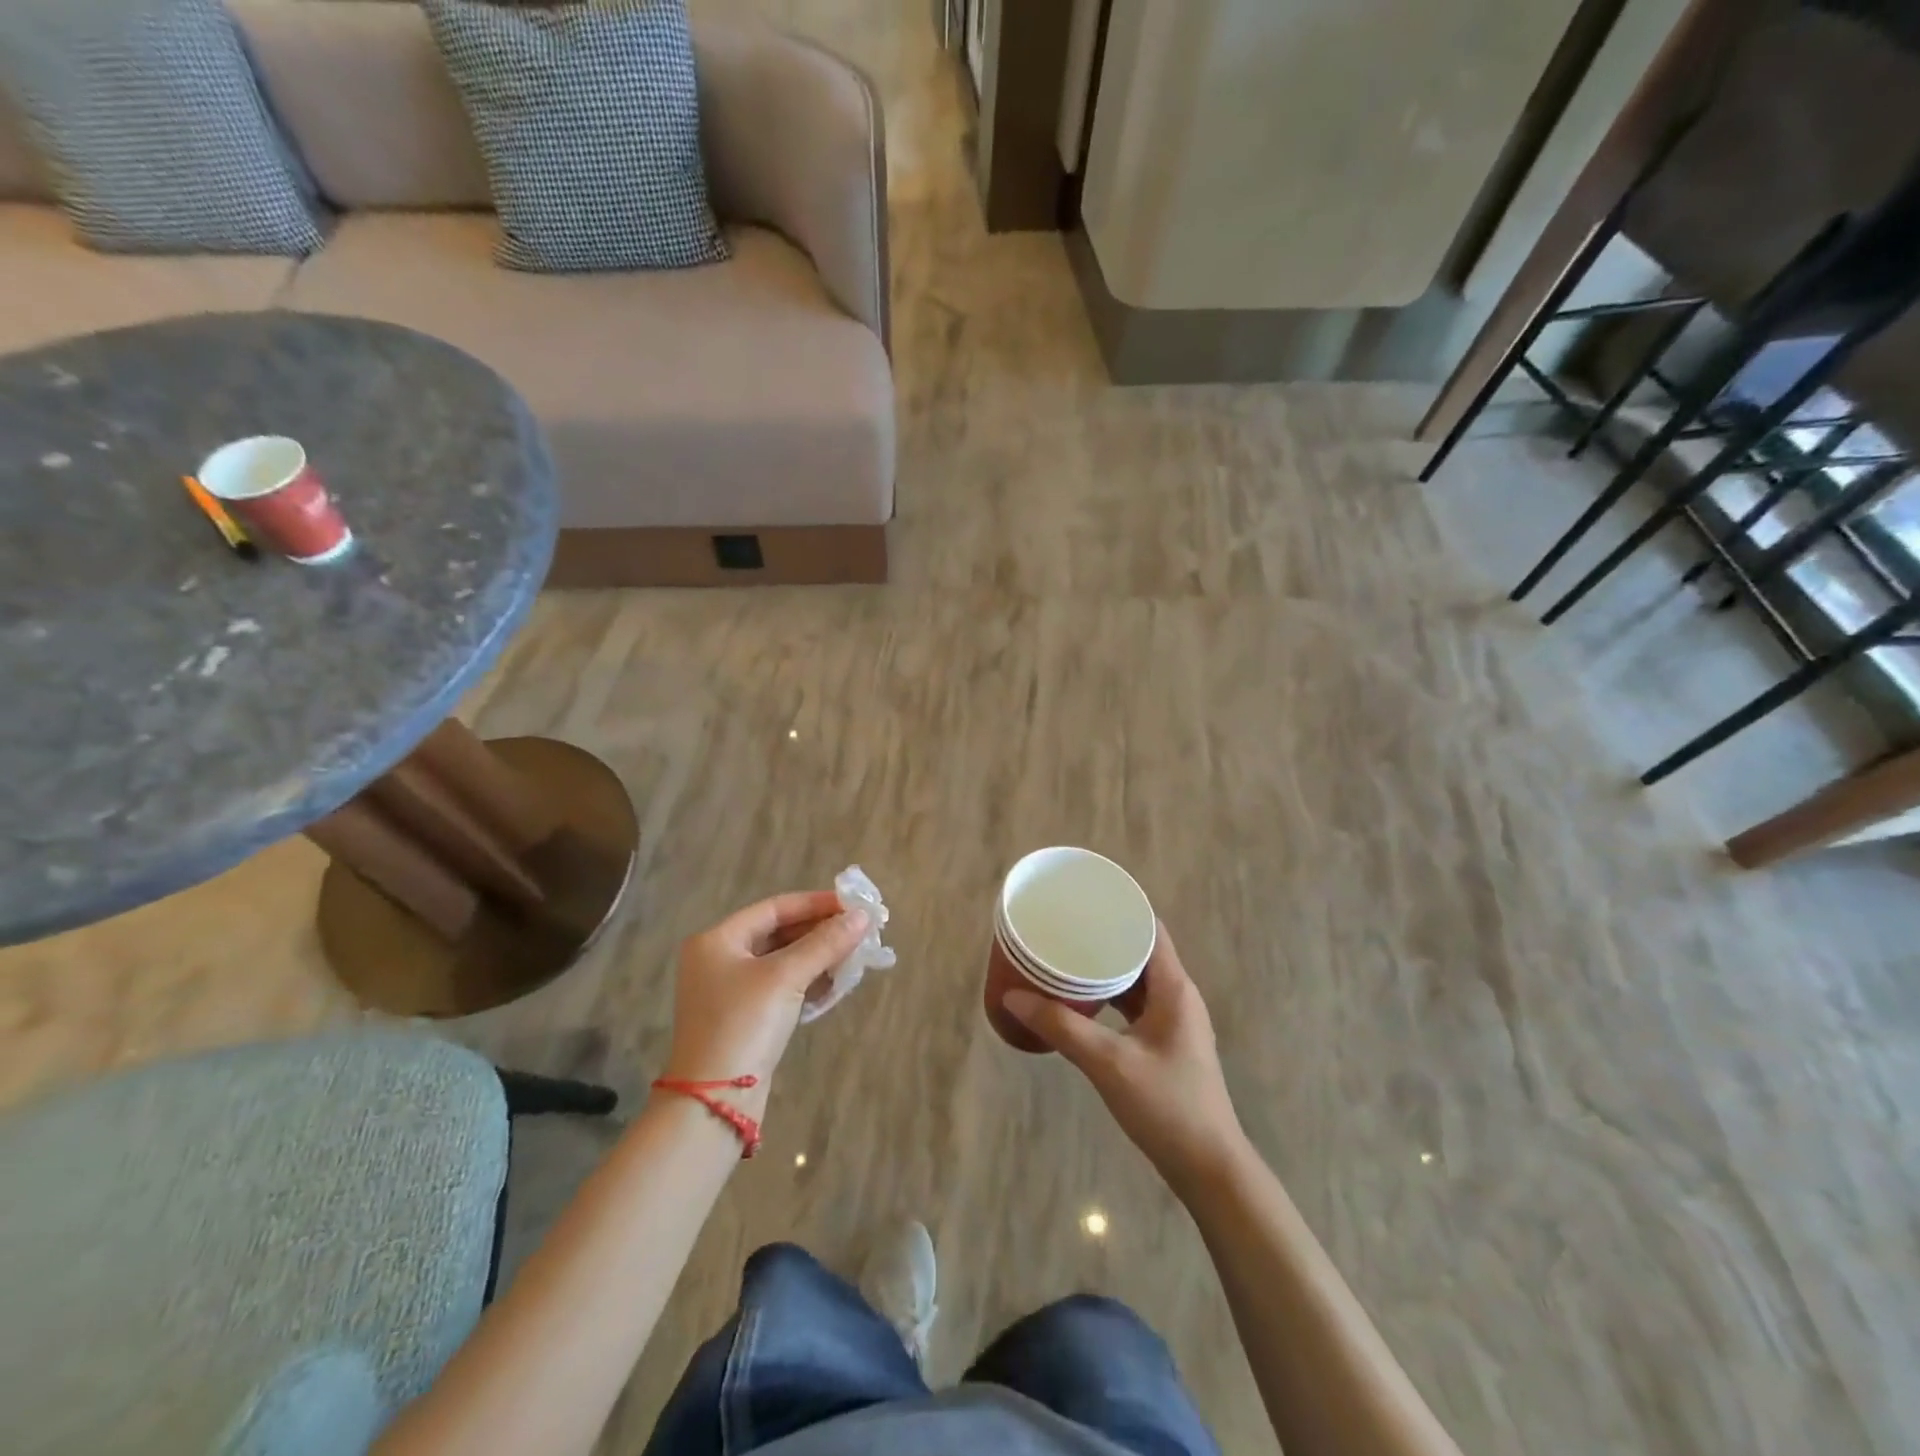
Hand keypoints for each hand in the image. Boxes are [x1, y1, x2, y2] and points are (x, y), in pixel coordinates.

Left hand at [663, 891, 868, 1117]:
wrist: (715, 1102)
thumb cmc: (743, 1025)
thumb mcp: (785, 977)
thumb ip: (825, 943)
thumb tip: (862, 916)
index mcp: (717, 940)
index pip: (775, 908)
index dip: (816, 903)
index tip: (853, 905)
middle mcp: (720, 959)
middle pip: (779, 933)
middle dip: (821, 932)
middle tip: (860, 931)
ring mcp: (731, 991)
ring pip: (784, 961)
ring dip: (819, 957)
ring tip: (856, 955)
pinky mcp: (745, 1018)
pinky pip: (782, 987)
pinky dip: (808, 981)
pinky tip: (836, 983)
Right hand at [1003, 923, 1246, 1196]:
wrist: (1209, 1168)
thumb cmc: (1166, 1106)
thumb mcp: (1108, 1063)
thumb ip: (1061, 1027)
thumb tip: (1013, 995)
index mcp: (1174, 988)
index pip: (1150, 928)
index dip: (1121, 908)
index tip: (1085, 898)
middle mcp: (1178, 996)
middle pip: (1140, 951)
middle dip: (1103, 936)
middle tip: (1064, 926)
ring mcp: (1174, 1022)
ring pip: (1136, 980)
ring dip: (1105, 968)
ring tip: (1066, 957)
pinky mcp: (1165, 1044)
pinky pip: (1135, 1004)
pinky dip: (1110, 996)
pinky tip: (1081, 1001)